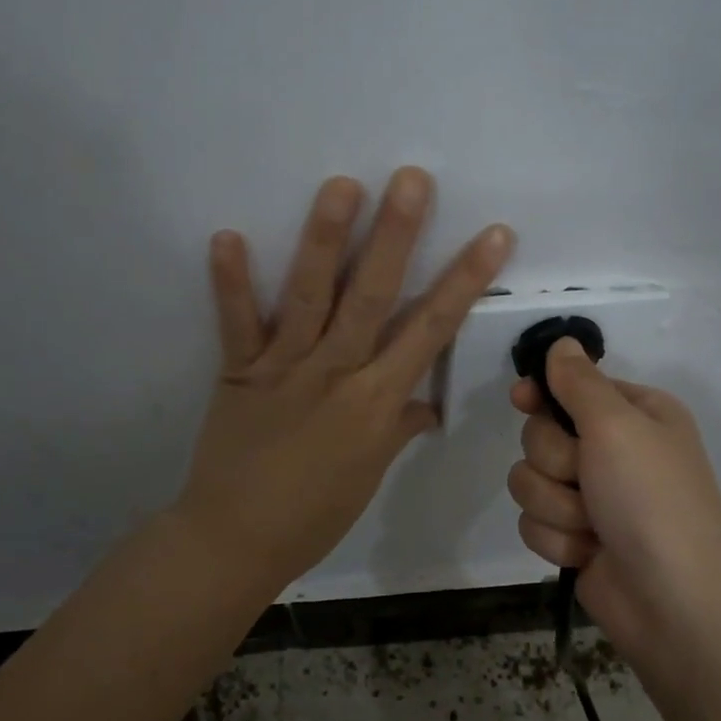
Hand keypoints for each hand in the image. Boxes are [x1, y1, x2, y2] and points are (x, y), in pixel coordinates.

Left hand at [176, 168, 512, 592]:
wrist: (236, 540)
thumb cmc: (314, 515)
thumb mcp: (369, 474)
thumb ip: (397, 428)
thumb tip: (426, 405)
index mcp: (376, 401)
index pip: (431, 331)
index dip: (465, 281)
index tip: (494, 235)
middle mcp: (336, 373)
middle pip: (373, 297)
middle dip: (396, 237)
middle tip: (412, 179)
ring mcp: (284, 368)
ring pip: (310, 297)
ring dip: (325, 239)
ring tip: (341, 185)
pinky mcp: (239, 371)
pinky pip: (236, 323)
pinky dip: (230, 282)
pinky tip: (226, 234)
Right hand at [507, 338, 720, 656]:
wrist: (674, 603)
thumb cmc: (652, 500)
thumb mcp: (618, 426)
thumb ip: (580, 383)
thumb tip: (561, 343)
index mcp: (635, 414)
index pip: (570, 387)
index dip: (543, 395)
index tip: (521, 399)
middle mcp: (613, 450)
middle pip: (540, 435)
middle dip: (556, 462)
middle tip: (587, 479)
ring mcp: (592, 497)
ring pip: (529, 480)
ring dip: (555, 505)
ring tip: (591, 526)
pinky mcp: (574, 536)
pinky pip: (533, 521)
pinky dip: (556, 538)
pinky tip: (586, 553)